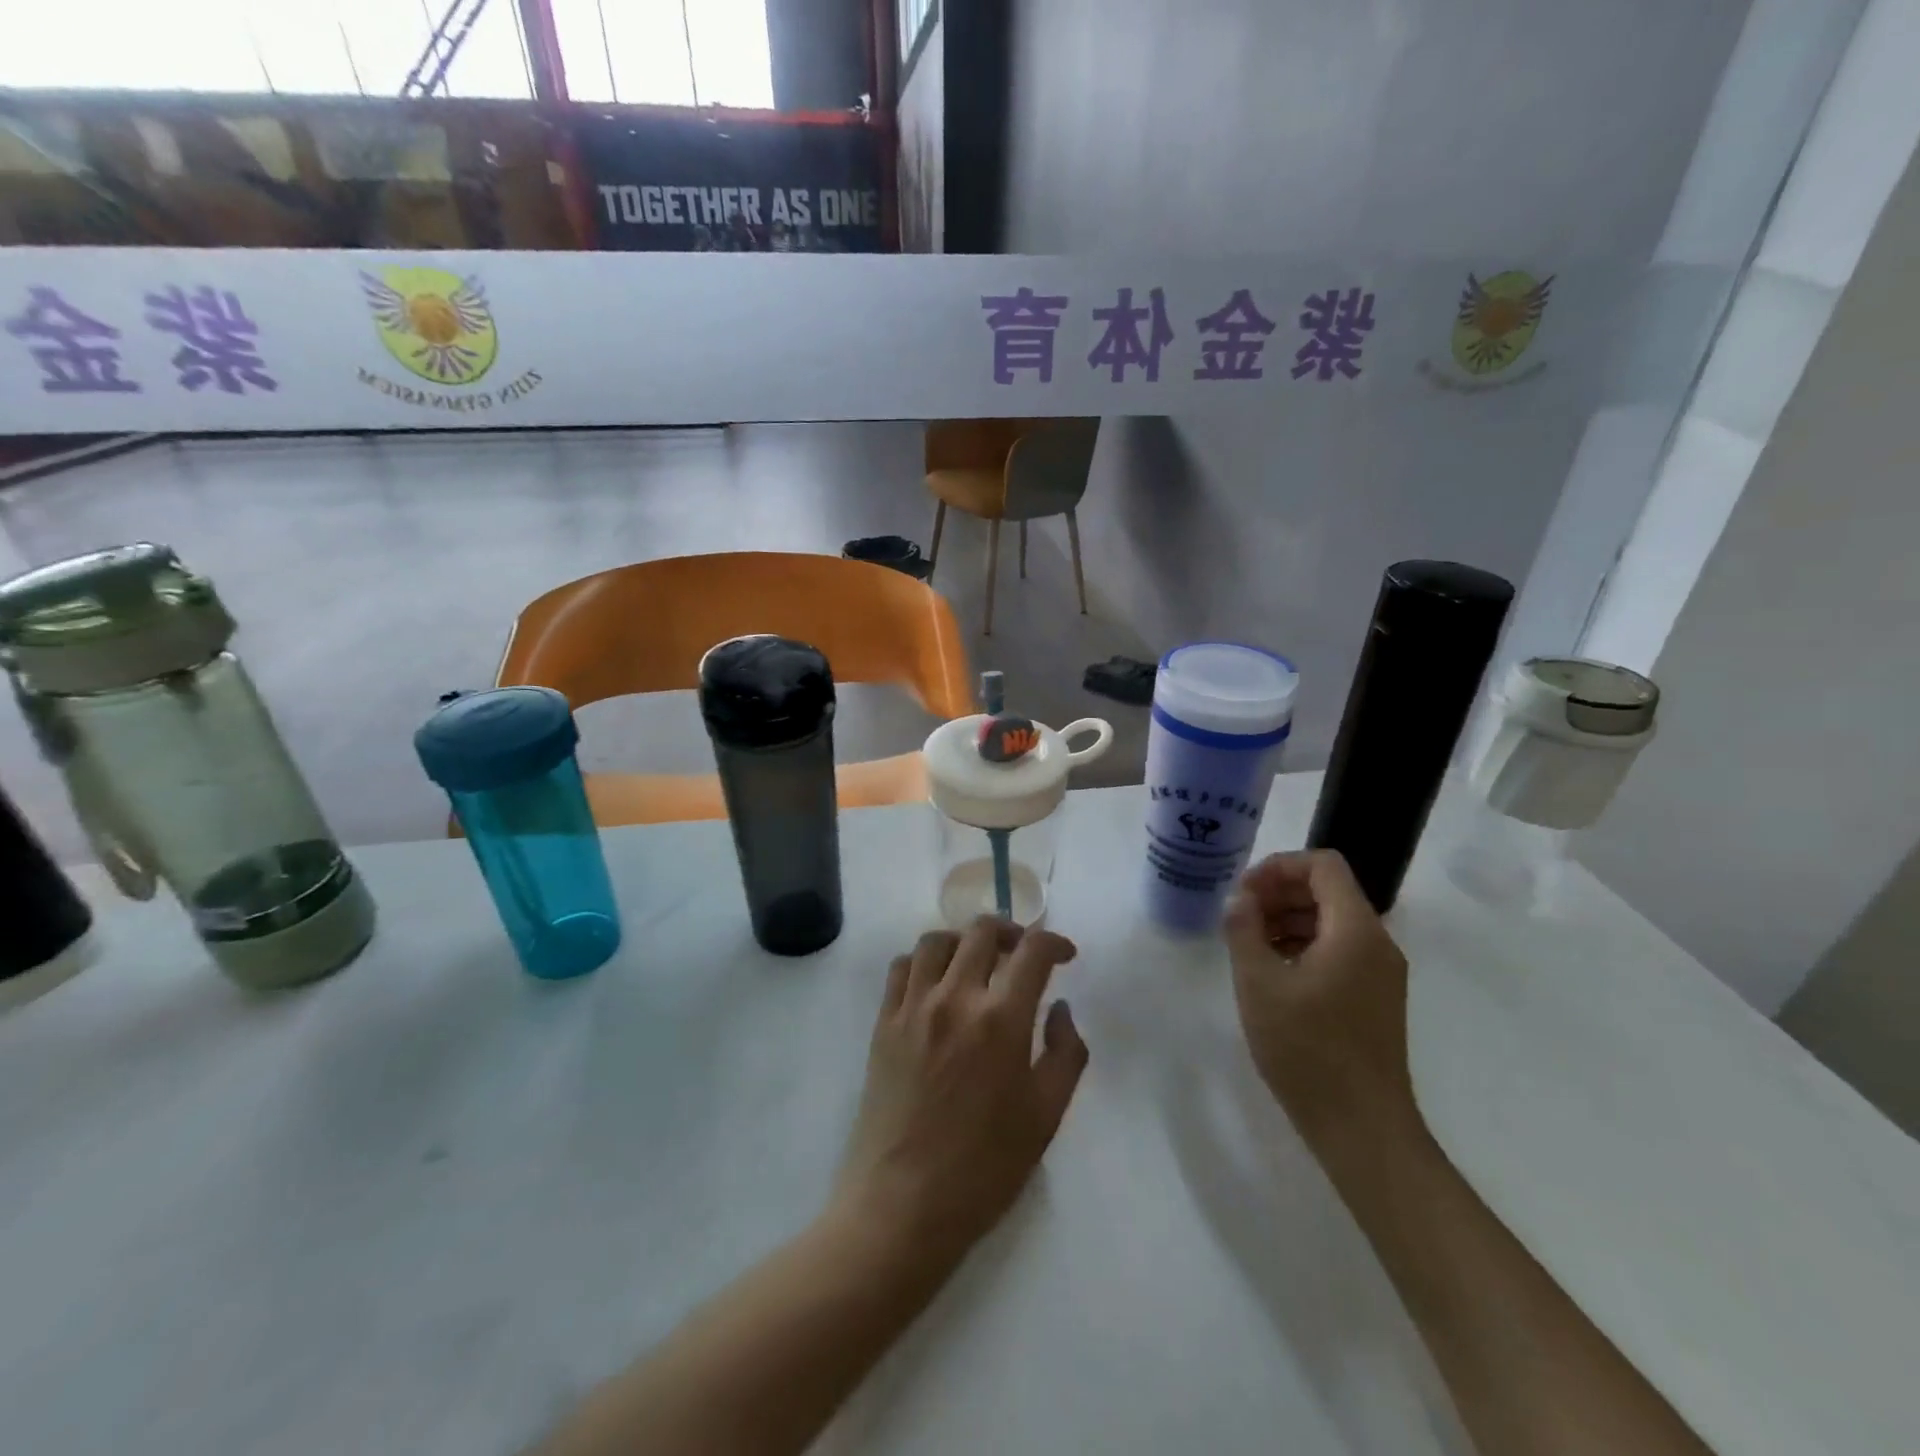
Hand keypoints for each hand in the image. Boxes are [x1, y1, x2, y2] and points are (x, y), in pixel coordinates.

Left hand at [834, 918, 1088, 1259]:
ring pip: (936, 941)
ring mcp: (912, 1007)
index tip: (1064, 955)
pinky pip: (902, 968)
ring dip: (964, 941)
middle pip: (982, 932)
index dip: (1053, 942)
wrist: (902, 1205)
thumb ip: (1066, 1053)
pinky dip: (923, 961)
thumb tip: (1059, 1008)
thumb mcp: (1045, 1116)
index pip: (1031, 951)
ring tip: (978, 964)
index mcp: (1000, 1019)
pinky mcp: (883, 1023)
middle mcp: (954, 998)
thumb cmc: (984, 1167)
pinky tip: (936, 985)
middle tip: (1022, 955)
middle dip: (1011, 933)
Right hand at [1223, 850, 1417, 1143]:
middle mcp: (1377, 942)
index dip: (1279, 866)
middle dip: (1279, 892)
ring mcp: (1381, 973)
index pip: (1323, 865)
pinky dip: (1304, 945)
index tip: (1243, 891)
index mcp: (1355, 930)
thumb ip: (1244, 930)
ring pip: (1333, 921)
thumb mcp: (1259, 983)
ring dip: (1288, 919)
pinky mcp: (1376, 998)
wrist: (1362, 1127)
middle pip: (1328, 890)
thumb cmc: (1307, 1049)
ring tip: (1249, 943)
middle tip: (1239, 916)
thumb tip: (1239, 899)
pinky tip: (1273, 972)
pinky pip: (1340, 950)